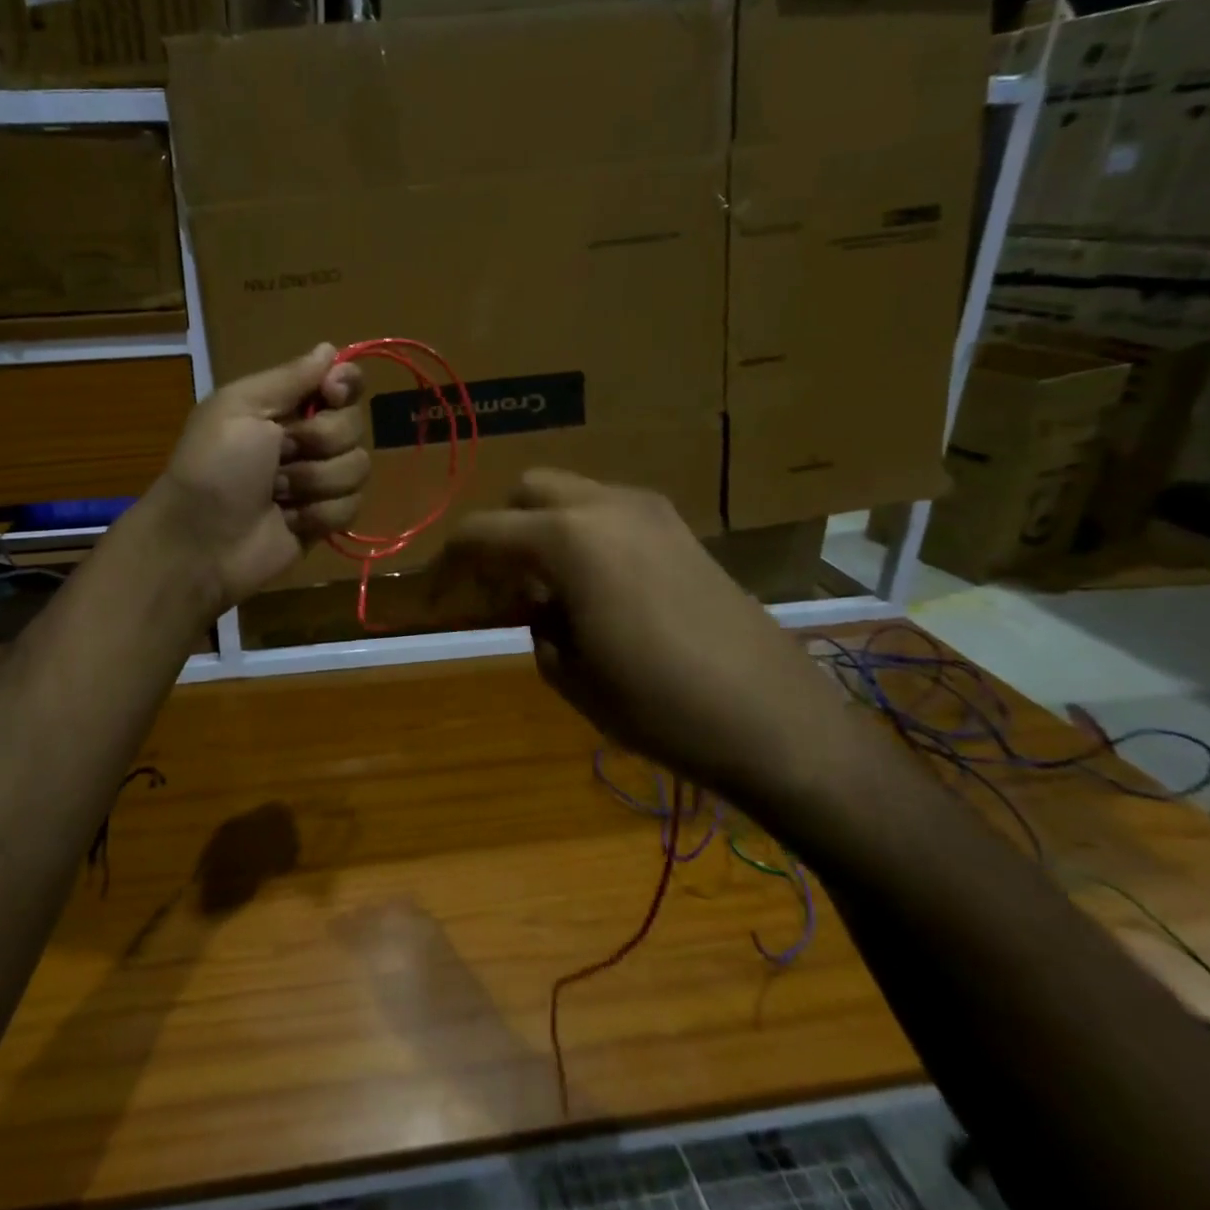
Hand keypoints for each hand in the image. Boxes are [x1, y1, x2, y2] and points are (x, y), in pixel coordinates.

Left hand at [138, 344, 368, 613]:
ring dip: (315, 482)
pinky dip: (319, 514)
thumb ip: (289, 377)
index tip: (330, 394)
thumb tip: (329, 347)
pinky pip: (352, 507)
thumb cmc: (214, 466)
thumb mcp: (240, 407)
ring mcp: (318, 482)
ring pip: (358, 468)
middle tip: (279, 455)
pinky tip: (289, 520)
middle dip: (319, 442)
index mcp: (284, 406)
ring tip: (277, 494)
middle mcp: (307, 439)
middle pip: (354, 425)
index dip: (345, 386)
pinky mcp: (324, 520)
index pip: (342, 382)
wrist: (200, 542)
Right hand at [435, 470, 859, 806]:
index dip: (447, 563)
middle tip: (498, 584)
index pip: (482, 532)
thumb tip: (538, 605)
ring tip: (547, 587)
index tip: (434, 597)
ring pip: (571, 496)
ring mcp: (651, 512)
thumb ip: (537, 624)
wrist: (775, 718)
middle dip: (501, 531)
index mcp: (568, 540)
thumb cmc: (659, 705)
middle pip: (527, 491)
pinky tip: (596, 587)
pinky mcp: (681, 530)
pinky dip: (584, 534)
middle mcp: (606, 507)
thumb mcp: (571, 674)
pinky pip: (610, 513)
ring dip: (544, 529)